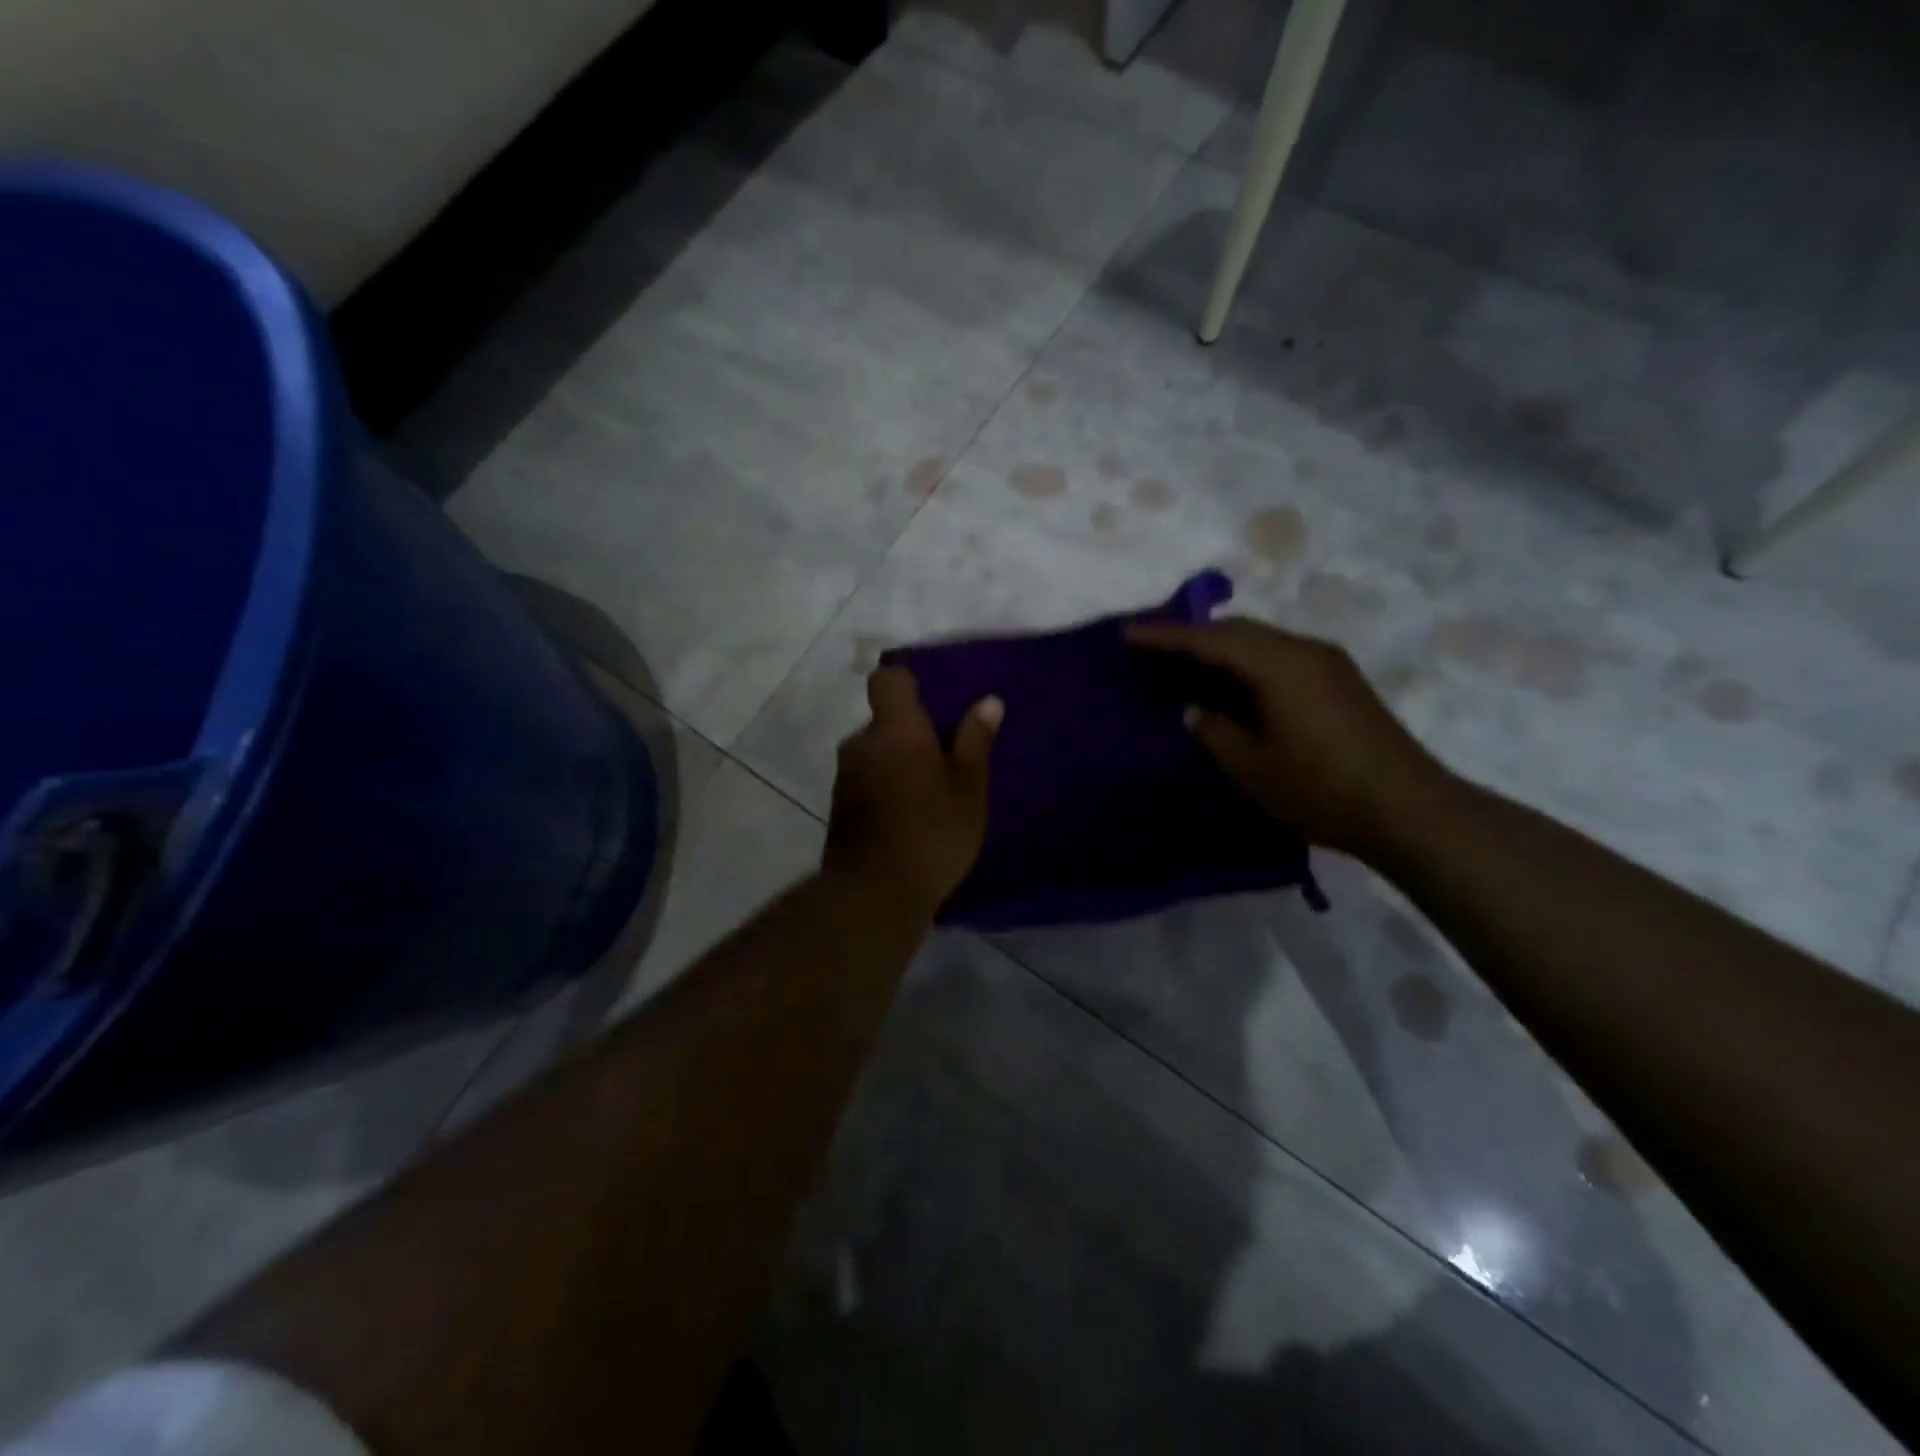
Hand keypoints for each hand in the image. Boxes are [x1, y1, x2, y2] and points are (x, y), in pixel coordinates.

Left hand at [824, 667, 1002, 917]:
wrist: (874, 893)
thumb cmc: (932, 833)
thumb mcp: (968, 789)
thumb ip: (975, 742)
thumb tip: (989, 701)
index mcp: (896, 729)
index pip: (888, 680)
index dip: (907, 682)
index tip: (931, 701)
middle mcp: (861, 743)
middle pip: (884, 721)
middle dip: (910, 733)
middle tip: (945, 759)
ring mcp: (845, 775)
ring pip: (874, 752)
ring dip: (896, 762)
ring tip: (929, 792)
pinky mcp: (838, 805)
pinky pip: (865, 779)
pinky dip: (884, 786)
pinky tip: (908, 815)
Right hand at [1127, 616, 1448, 861]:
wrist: (1408, 808)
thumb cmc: (1320, 788)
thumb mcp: (1252, 766)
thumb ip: (1214, 731)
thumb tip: (1194, 710)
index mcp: (1278, 666)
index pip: (1209, 641)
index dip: (1166, 637)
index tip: (1128, 635)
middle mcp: (1304, 651)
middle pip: (1238, 630)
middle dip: (1193, 634)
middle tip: (1154, 646)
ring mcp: (1328, 663)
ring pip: (1262, 640)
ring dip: (1222, 645)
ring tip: (1187, 660)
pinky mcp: (1340, 680)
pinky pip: (1280, 654)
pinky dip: (1248, 660)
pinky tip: (1234, 681)